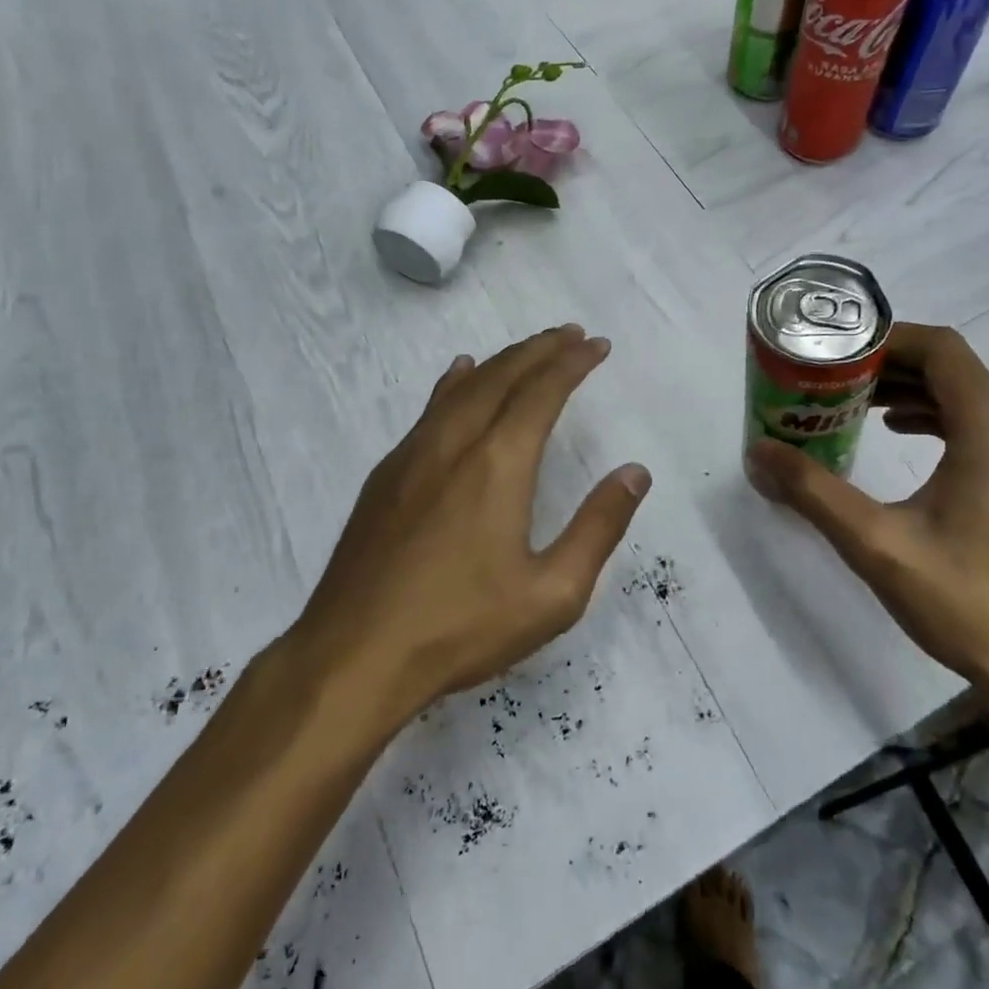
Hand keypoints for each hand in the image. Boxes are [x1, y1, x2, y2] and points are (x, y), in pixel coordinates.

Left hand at [299, 325, 650, 727]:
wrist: (353, 655)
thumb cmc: (461, 627)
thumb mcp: (552, 593)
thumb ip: (598, 527)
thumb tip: (635, 472)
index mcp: (498, 464)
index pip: (542, 391)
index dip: (572, 362)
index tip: (597, 345)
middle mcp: (454, 442)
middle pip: (502, 375)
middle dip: (540, 349)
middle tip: (571, 334)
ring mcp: (413, 454)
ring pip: (463, 385)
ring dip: (501, 360)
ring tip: (528, 349)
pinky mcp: (386, 474)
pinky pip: (430, 408)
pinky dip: (456, 382)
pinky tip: (459, 376)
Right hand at [745, 324, 988, 721]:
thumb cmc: (969, 602)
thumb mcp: (877, 544)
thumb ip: (813, 491)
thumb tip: (758, 452)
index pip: (940, 349)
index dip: (886, 340)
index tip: (837, 354)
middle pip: (953, 369)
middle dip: (891, 368)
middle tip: (835, 382)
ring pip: (971, 396)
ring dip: (915, 393)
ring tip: (859, 408)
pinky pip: (988, 425)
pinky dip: (942, 419)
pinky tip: (905, 439)